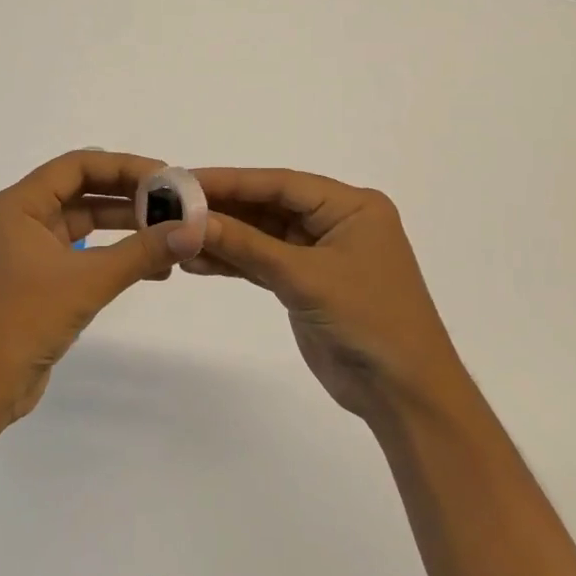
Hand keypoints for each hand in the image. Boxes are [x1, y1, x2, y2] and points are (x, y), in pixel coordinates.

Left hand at [0, 150, 207, 423]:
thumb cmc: (24, 320)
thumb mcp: (88, 281)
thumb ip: (142, 252)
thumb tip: (193, 230)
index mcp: (17, 205)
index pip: (76, 166)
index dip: (123, 166)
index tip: (165, 176)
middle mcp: (18, 219)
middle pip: (80, 190)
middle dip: (127, 196)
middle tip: (173, 202)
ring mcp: (25, 250)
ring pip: (82, 222)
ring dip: (124, 227)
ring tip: (169, 233)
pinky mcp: (35, 278)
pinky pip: (79, 252)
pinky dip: (111, 255)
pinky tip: (151, 268)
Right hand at [186, 168, 461, 423]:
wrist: (404, 395)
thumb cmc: (369, 322)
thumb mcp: (306, 278)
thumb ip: (248, 247)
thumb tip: (193, 221)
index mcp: (351, 207)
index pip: (282, 184)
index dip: (232, 181)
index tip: (187, 180)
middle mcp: (336, 222)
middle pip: (269, 206)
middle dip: (223, 209)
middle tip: (171, 206)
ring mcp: (320, 254)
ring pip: (263, 236)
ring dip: (223, 238)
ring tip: (175, 236)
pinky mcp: (306, 284)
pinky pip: (264, 263)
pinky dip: (234, 263)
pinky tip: (197, 262)